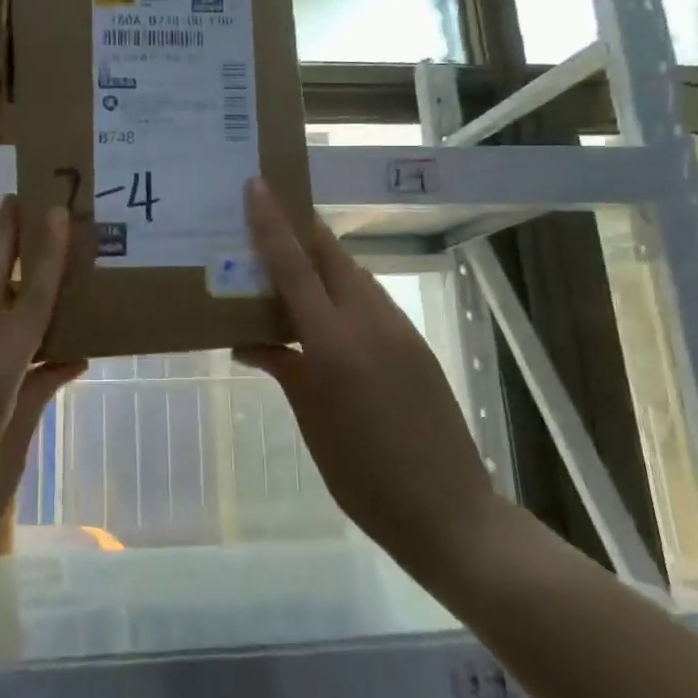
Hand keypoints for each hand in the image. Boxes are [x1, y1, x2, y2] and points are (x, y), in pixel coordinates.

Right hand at [235, 178, 496, 588]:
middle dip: (299, 228)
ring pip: (353, 273)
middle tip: (267, 217)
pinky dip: (343, 290)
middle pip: (330, 253)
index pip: (294, 266)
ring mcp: (398, 329)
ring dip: (321, 260)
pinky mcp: (415, 344)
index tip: (256, 185)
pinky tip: (327, 314)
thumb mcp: (312, 421)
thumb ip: (284, 368)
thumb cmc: (364, 475)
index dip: (272, 223)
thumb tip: (248, 341)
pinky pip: (371, 299)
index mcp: (333, 342)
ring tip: (289, 267)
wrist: (450, 512)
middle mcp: (368, 321)